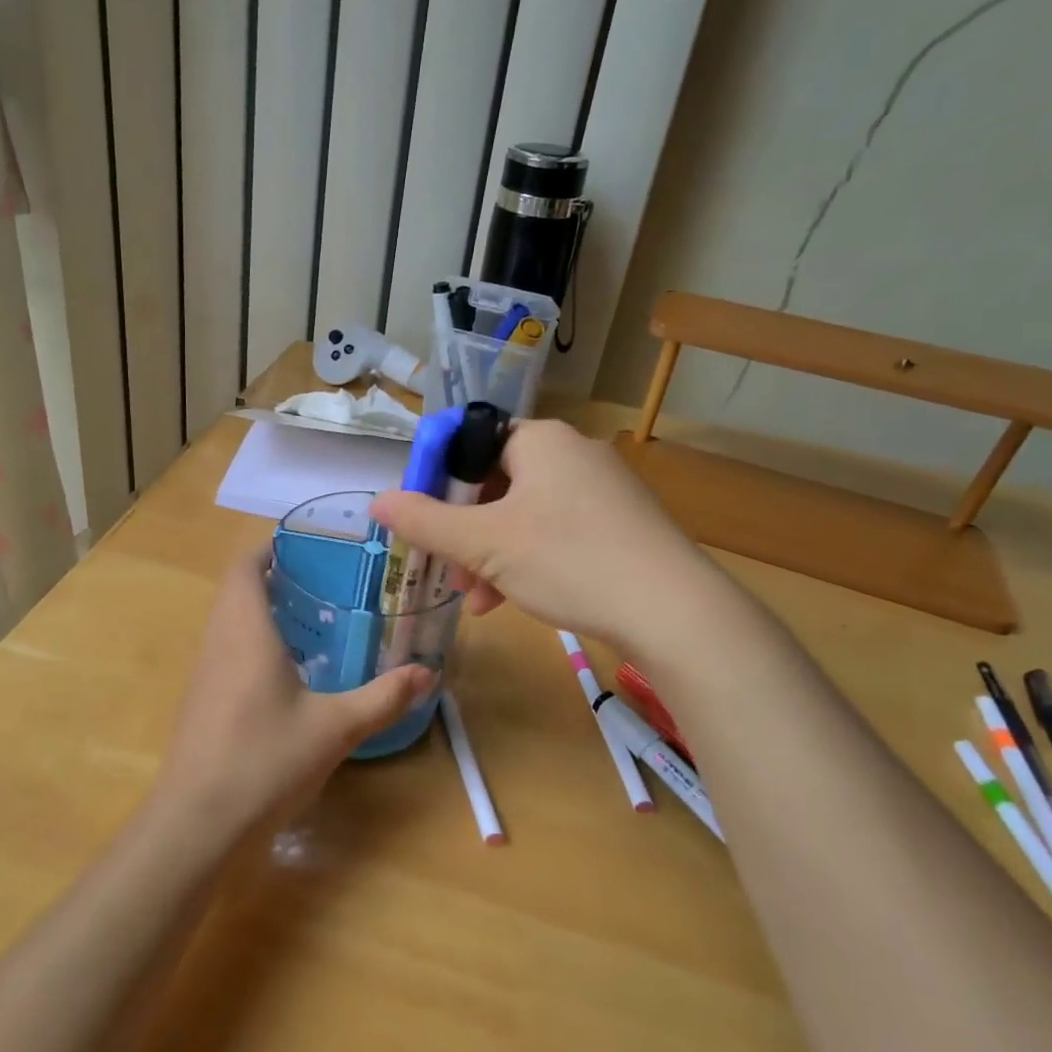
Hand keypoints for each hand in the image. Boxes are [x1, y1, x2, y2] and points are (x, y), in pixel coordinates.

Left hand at [152, 549, 433, 837]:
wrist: (197, 826)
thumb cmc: (265, 760)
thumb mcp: (335, 727)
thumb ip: (383, 697)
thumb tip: (429, 672)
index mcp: (244, 630)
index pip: (245, 566)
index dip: (270, 548)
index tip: (309, 547)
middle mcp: (218, 642)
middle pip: (238, 591)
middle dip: (275, 579)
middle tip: (326, 582)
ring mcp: (204, 675)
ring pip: (230, 624)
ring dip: (264, 613)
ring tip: (315, 620)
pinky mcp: (201, 704)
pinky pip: (227, 654)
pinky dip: (255, 645)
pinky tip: (290, 673)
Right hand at [369, 419, 705, 643]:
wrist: (673, 611)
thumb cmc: (568, 560)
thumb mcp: (484, 544)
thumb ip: (425, 522)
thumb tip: (377, 502)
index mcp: (540, 440)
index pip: (470, 443)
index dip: (437, 481)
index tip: (422, 522)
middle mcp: (572, 453)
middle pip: (495, 482)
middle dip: (465, 530)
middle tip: (450, 571)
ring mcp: (601, 489)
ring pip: (524, 513)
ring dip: (491, 554)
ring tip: (478, 599)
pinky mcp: (620, 524)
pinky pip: (556, 531)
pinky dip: (527, 560)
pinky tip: (514, 601)